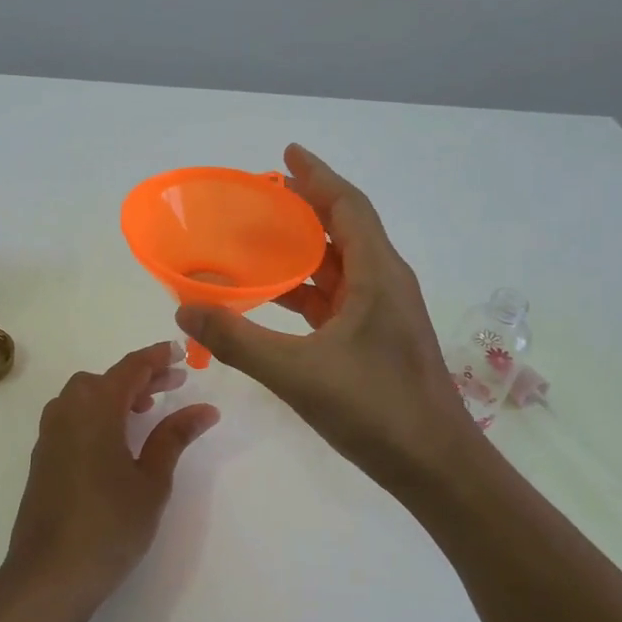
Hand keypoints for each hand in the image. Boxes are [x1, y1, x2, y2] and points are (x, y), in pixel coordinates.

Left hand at [0, 342, 218, 617]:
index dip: (156, 357)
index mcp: (95, 408)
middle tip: (173, 385)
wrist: (48, 575)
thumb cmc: (109, 525)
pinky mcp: (42, 456)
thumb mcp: (151, 481)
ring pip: (85, 396)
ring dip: (116, 394)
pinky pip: (72, 416)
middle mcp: (67, 411)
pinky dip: (97, 413)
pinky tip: (115, 438)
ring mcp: (49, 434)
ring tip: (146, 410)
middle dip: (140, 377)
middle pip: (106, 378)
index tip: (180, 352)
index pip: (130, 368)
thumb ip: (174, 437)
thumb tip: (204, 409)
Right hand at [175, 145, 477, 496]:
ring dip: (304, 249)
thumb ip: (238, 339)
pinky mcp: (378, 340)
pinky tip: (275, 297)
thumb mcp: (298, 372)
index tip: (286, 153)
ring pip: (340, 265)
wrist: (437, 469)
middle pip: (345, 229)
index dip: (317, 175)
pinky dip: (307, 288)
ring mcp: (384, 314)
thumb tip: (185, 308)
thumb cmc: (376, 410)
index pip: (347, 206)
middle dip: (305, 207)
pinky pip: (338, 298)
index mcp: (377, 275)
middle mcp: (385, 283)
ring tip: (260, 239)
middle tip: (261, 195)